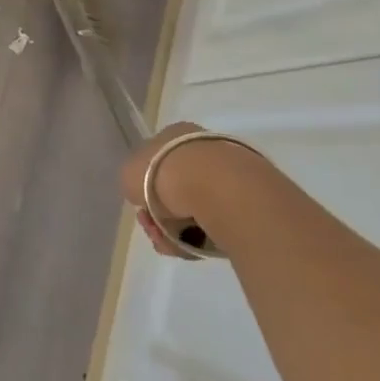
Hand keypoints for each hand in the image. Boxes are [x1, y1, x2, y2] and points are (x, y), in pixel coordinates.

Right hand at [119, 121, 273, 257]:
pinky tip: (195, 246)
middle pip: (175, 189)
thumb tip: (146, 194)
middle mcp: (202, 148)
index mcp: (174, 134)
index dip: (143, 188)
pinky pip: (218, 223)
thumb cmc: (163, 172)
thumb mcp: (128, 174)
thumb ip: (133, 182)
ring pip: (195, 209)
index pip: (155, 161)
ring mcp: (229, 173)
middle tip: (154, 229)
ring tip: (173, 244)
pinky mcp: (250, 201)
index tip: (141, 208)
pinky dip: (204, 237)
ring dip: (178, 230)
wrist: (219, 188)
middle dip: (160, 214)